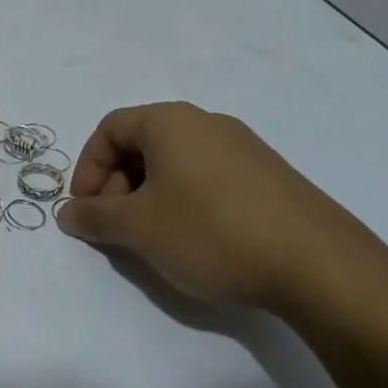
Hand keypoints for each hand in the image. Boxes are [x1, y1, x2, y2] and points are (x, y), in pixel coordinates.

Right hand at [55, 101, 387, 316]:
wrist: (320, 265)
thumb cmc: (212, 232)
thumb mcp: (139, 227)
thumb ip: (95, 217)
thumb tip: (67, 213)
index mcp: (170, 122)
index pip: (109, 129)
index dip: (88, 168)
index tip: (85, 209)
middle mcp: (206, 123)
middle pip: (142, 144)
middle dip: (117, 185)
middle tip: (116, 227)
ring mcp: (244, 148)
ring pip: (176, 163)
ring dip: (150, 196)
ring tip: (154, 239)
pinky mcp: (270, 177)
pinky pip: (209, 178)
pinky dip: (187, 201)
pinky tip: (197, 241)